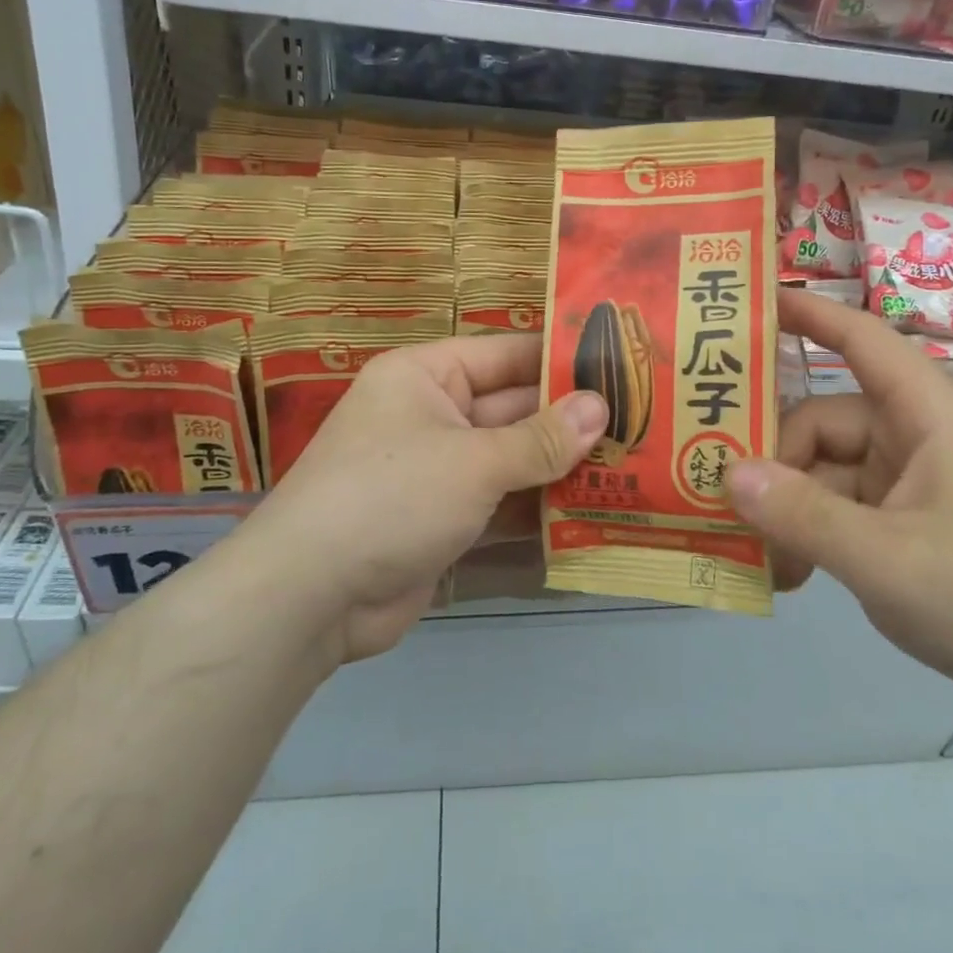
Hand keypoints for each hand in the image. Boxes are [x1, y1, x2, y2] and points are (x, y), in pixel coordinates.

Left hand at [232, 334, 606, 664]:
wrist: (311, 597)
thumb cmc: (392, 496)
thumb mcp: (473, 461)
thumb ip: (541, 439)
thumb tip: (601, 408)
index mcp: (426, 376)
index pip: (507, 355)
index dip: (561, 360)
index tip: (621, 366)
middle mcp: (432, 415)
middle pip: (514, 410)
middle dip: (571, 422)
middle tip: (641, 424)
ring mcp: (438, 471)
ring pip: (511, 460)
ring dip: (561, 468)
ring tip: (631, 466)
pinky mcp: (443, 521)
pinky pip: (500, 504)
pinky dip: (537, 510)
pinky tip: (593, 513)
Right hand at [726, 289, 952, 710]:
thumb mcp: (885, 559)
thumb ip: (803, 515)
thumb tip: (726, 473)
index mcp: (928, 416)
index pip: (862, 340)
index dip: (809, 314)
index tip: (750, 302)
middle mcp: (914, 435)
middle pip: (823, 420)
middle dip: (775, 459)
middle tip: (726, 499)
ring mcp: (906, 479)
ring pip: (822, 467)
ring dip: (788, 507)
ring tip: (762, 554)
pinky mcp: (900, 517)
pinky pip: (835, 504)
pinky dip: (808, 530)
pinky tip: (787, 573)